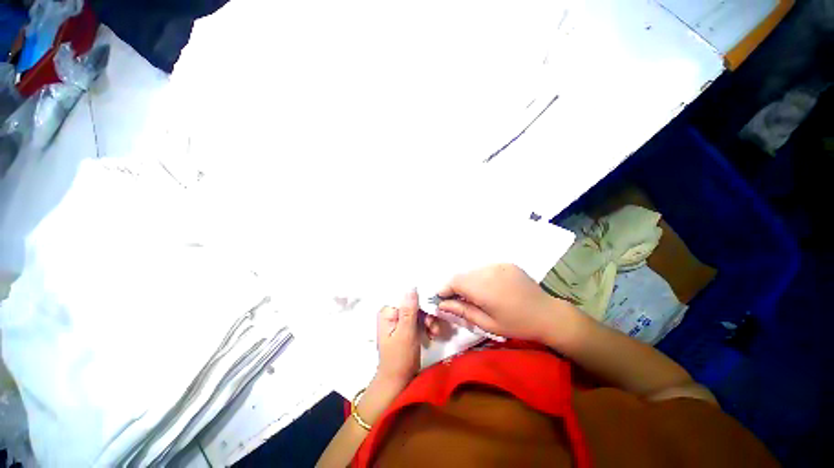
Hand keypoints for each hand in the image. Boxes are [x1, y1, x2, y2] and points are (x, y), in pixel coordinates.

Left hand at [375, 289, 438, 390]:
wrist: (398, 381)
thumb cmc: (399, 358)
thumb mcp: (406, 334)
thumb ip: (409, 311)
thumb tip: (411, 287)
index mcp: (388, 312)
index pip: (404, 296)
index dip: (419, 298)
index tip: (430, 306)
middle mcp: (393, 313)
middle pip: (413, 303)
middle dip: (426, 313)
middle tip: (433, 325)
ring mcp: (401, 320)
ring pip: (419, 311)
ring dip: (429, 320)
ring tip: (434, 331)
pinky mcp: (408, 327)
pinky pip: (420, 319)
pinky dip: (428, 325)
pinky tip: (433, 333)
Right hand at [437, 264, 577, 344]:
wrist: (547, 314)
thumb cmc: (516, 324)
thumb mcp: (487, 323)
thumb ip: (462, 311)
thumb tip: (442, 304)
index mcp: (484, 288)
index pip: (455, 282)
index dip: (445, 289)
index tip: (441, 298)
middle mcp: (489, 271)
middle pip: (462, 275)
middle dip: (456, 286)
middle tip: (458, 300)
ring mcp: (498, 265)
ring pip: (473, 271)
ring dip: (468, 281)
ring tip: (475, 295)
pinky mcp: (506, 263)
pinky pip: (485, 268)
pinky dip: (480, 277)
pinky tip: (489, 288)